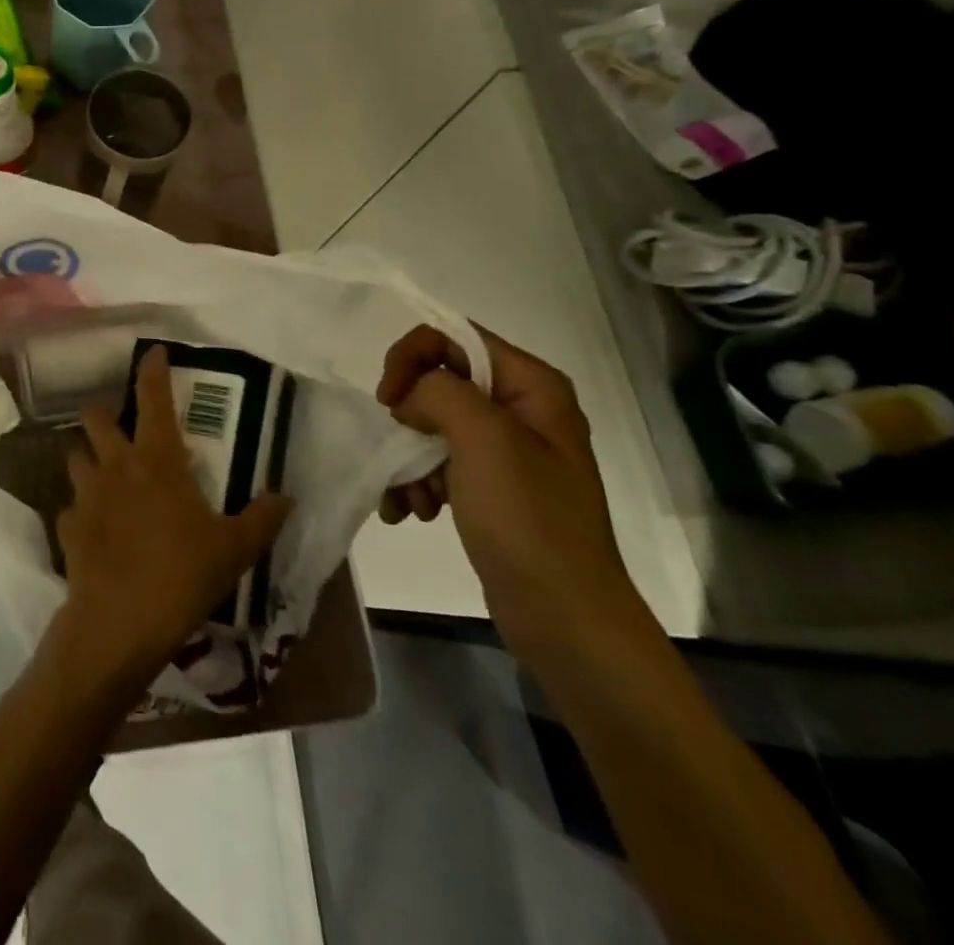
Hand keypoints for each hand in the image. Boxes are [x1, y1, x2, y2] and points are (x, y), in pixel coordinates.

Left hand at [54, 347, 291, 687]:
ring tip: (104, 476)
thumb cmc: (182, 575)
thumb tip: (285, 497)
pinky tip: (95, 529)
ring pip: (75, 456)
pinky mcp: (67, 525)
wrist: (120, 622)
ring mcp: (86, 494)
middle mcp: (116, 465)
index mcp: (157, 459)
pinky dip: (81, 510)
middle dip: (104, 415)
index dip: (152, 370)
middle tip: (121, 429)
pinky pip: (70, 506)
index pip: (153, 398)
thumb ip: (262, 518)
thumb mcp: (234, 549)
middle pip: (95, 418)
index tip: (152, 351)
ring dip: (88, 458)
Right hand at [376, 325, 639, 663]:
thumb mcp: (484, 439)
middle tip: (397, 448)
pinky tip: (410, 513)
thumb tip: (411, 394)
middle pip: (439, 380)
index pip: (453, 337)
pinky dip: (416, 482)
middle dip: (408, 416)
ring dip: (408, 458)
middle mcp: (521, 409)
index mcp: (531, 385)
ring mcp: (507, 451)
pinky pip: (439, 463)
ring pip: (432, 425)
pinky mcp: (492, 487)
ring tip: (408, 500)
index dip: (412, 358)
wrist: (564, 618)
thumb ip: (439, 391)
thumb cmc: (528, 520)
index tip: (388, 400)